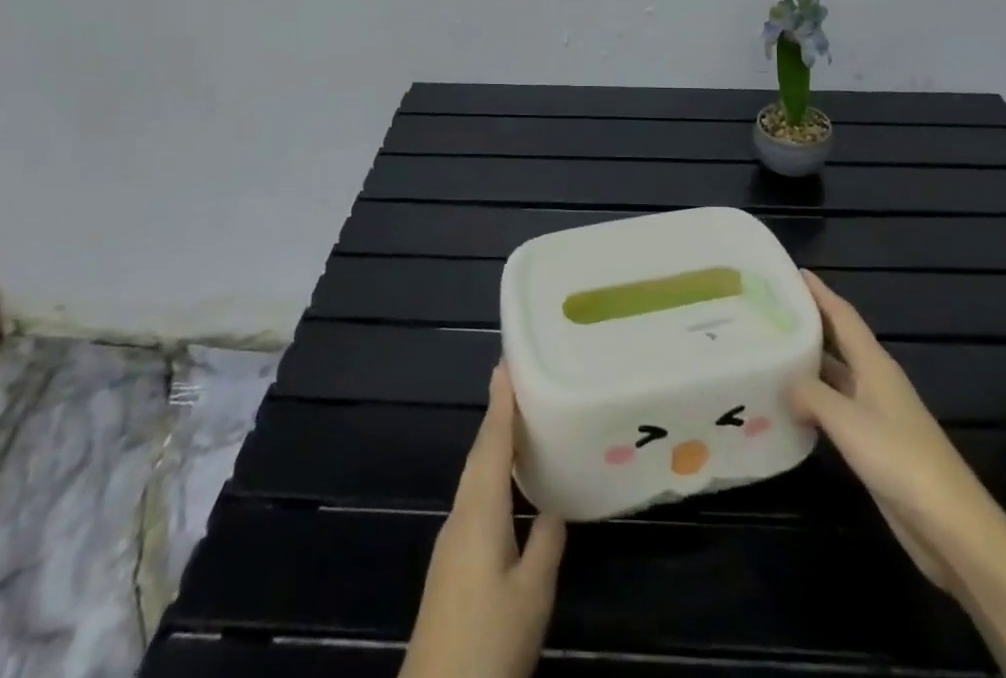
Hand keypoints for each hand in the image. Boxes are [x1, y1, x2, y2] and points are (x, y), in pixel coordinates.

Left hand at [400, 364, 566, 677]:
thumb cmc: (488, 643)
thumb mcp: (531, 596)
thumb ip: (545, 543)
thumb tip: (554, 504)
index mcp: (479, 513)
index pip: (491, 444)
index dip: (501, 403)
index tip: (506, 362)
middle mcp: (460, 516)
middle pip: (479, 455)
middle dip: (496, 416)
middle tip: (516, 380)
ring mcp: (451, 541)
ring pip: (475, 477)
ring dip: (493, 445)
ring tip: (517, 419)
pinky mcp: (451, 563)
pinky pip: (473, 498)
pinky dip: (490, 474)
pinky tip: (505, 484)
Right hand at [787, 270, 1000, 591]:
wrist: (950, 525)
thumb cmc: (900, 458)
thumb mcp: (847, 420)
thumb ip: (811, 394)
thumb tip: (784, 381)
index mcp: (874, 364)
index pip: (842, 315)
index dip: (819, 292)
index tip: (790, 272)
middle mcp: (874, 380)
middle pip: (838, 341)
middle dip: (808, 324)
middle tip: (768, 311)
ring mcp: (875, 413)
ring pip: (835, 376)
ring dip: (807, 364)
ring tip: (768, 352)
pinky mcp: (873, 445)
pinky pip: (835, 409)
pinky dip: (813, 402)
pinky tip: (788, 406)